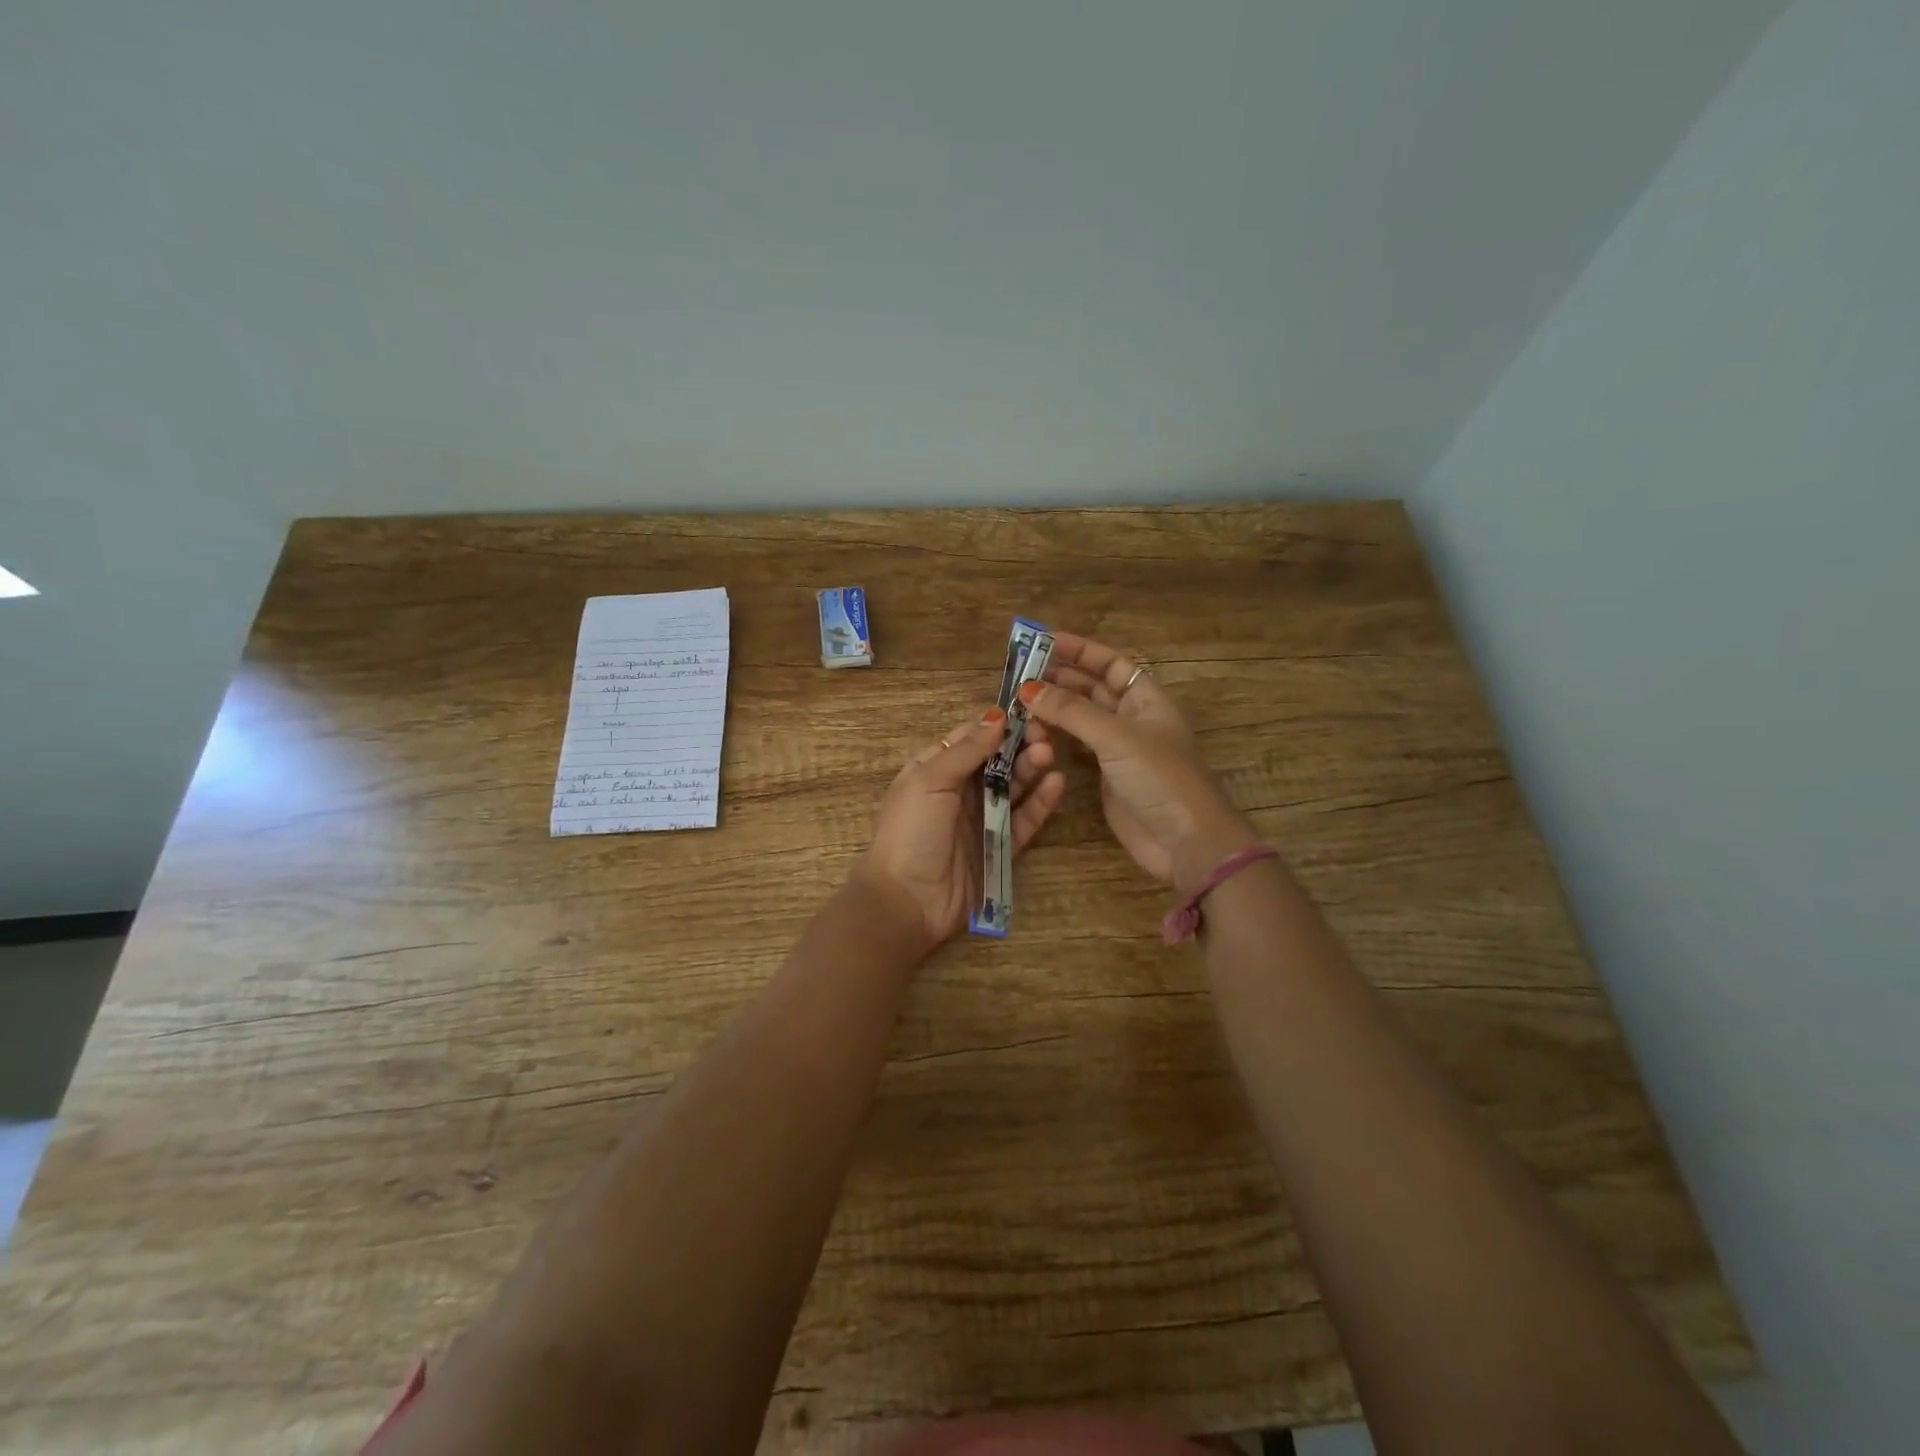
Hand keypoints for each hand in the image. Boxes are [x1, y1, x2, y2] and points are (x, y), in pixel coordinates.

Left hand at [854, 706, 1067, 950]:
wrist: (907, 901)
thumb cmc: (910, 832)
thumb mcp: (930, 781)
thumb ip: (966, 750)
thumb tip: (997, 716)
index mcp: (935, 770)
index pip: (971, 738)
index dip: (997, 725)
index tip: (1026, 713)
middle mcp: (959, 791)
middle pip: (997, 761)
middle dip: (1020, 745)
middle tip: (1045, 736)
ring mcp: (981, 820)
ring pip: (1014, 788)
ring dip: (1031, 769)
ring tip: (1049, 755)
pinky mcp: (1000, 848)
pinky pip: (1024, 820)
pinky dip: (1040, 803)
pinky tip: (1056, 784)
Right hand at [1020, 632, 1257, 892]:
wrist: (1186, 842)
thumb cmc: (1160, 778)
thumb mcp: (1117, 737)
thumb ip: (1071, 711)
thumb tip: (1027, 689)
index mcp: (1146, 699)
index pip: (1110, 663)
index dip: (1079, 650)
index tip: (1042, 641)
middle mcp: (1132, 718)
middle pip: (1092, 688)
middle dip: (1059, 678)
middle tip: (1018, 674)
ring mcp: (1119, 748)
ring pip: (1081, 718)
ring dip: (1054, 708)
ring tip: (1019, 702)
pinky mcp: (1106, 776)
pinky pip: (1077, 746)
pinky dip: (1056, 737)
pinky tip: (1033, 732)